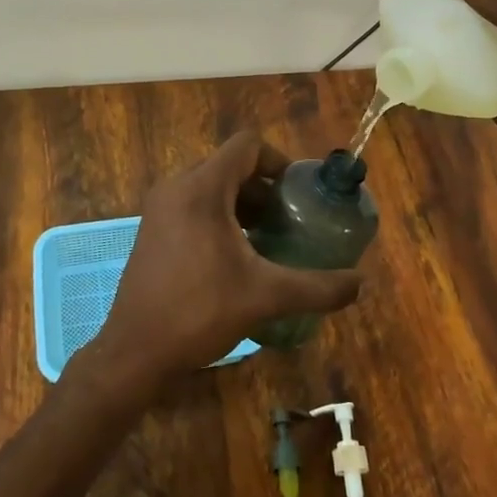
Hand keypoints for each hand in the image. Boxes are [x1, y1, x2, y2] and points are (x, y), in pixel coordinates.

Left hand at [77, 132, 362, 399]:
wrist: (135, 351)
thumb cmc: (199, 312)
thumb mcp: (265, 297)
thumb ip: (317, 287)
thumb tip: (362, 283)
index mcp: (202, 189)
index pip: (247, 146)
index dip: (279, 161)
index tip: (299, 194)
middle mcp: (177, 187)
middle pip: (230, 165)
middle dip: (264, 187)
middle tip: (290, 218)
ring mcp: (160, 208)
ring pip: (211, 186)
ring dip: (243, 202)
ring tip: (270, 237)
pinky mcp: (153, 229)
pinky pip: (194, 204)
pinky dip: (220, 215)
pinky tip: (238, 254)